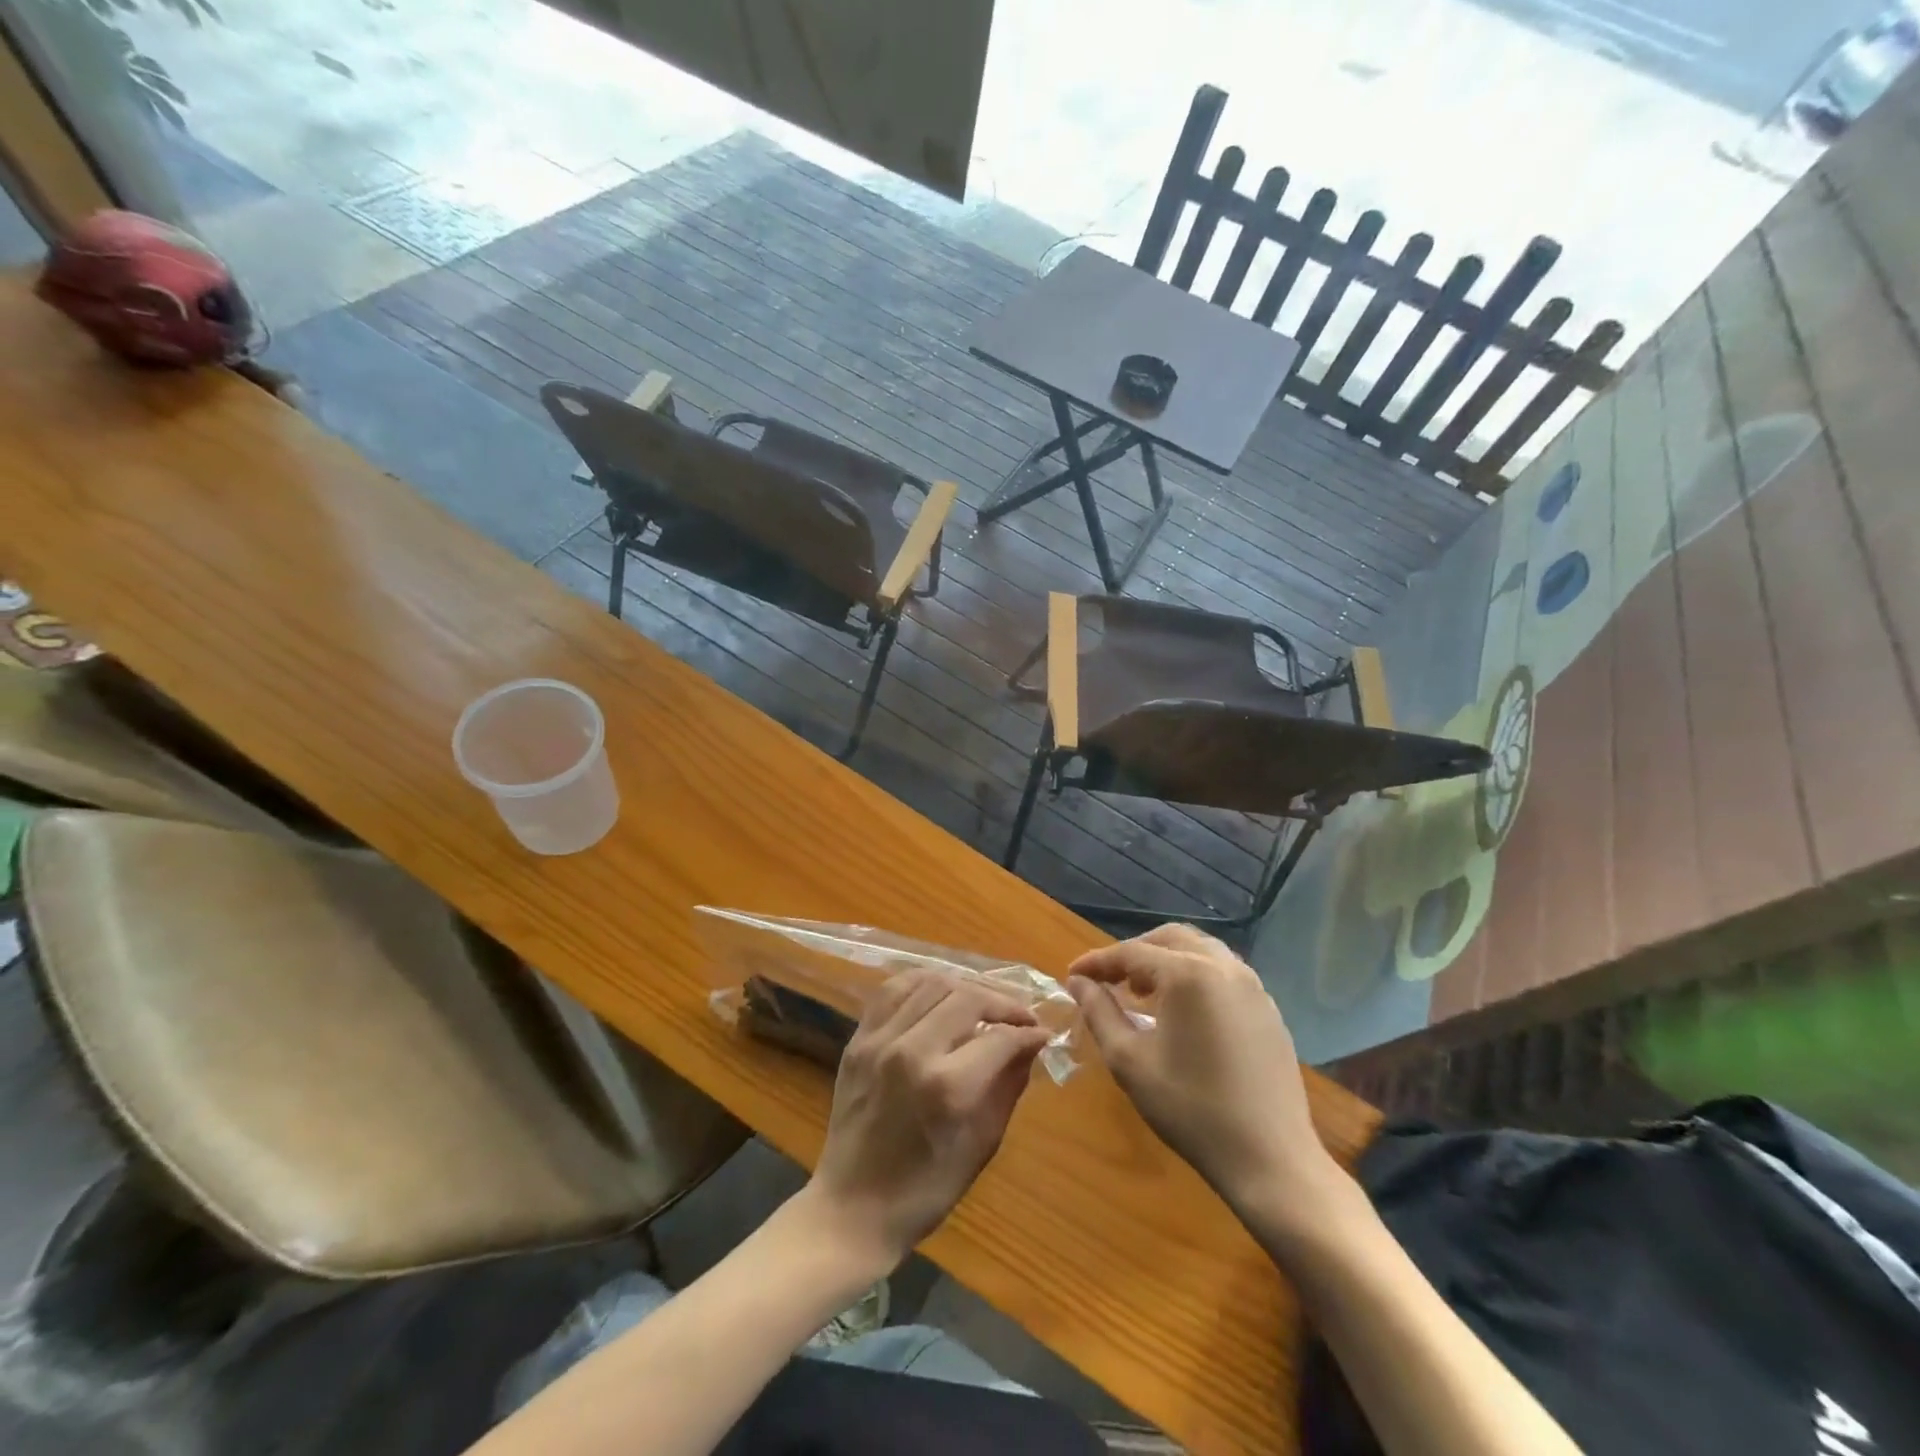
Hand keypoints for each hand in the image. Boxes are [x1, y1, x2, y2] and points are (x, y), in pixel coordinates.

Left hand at [806, 971, 1052, 1266]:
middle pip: (967, 997)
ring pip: (931, 983)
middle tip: (1020, 1016)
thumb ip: (1008, 1085)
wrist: (852, 1208)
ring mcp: (879, 1040)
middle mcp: (911, 1051)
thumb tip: (1032, 1043)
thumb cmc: (925, 1190)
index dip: (1028, 1031)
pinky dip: (923, 982)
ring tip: (983, 1002)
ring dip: (966, 986)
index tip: (1042, 1033)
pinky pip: (893, 989)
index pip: (999, 1037)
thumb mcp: (981, 1145)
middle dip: (1002, 1002)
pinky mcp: (858, 1038)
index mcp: (946, 1087)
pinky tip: (941, 993)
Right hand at [1067, 925, 1353, 1240]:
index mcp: (1188, 973)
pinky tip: (1182, 1011)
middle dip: (1133, 953)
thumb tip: (1078, 982)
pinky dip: (1194, 976)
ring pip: (1200, 949)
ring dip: (1166, 960)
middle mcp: (1224, 966)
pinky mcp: (1268, 1008)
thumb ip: (1099, 1012)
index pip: (1131, 953)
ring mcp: (1253, 986)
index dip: (1097, 962)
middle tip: (1108, 980)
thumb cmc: (1191, 1109)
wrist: (1271, 1159)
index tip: (1072, 976)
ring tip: (1143, 992)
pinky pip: (1224, 973)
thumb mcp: (1130, 1061)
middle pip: (1169, 939)